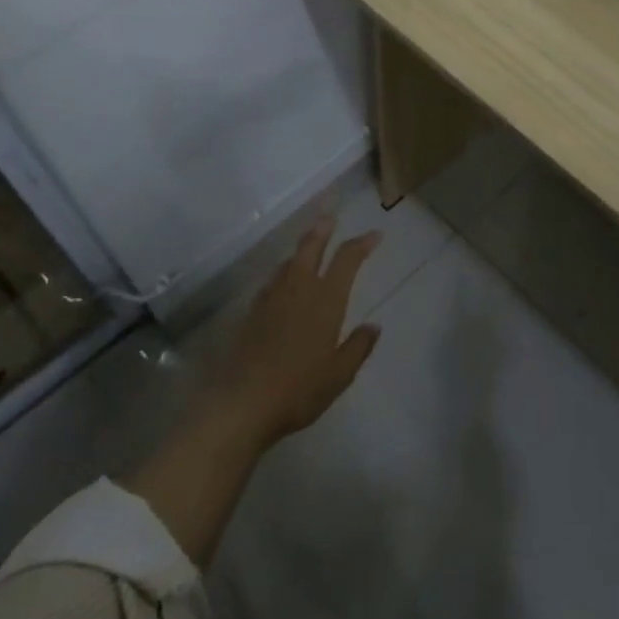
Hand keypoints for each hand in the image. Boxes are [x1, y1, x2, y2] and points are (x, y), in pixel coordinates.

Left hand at [214, 216, 382, 448]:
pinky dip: (285, 272)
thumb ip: (358, 347)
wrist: (244, 402)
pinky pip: (274, 280)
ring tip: (310, 246)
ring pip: (289, 261)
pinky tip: (284, 283)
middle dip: (323, 229)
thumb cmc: (299, 388)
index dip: (362, 243)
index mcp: (326, 299)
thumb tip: (373, 326)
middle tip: (330, 216)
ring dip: (302, 249)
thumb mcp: (340, 374)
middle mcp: (299, 288)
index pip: (347, 259)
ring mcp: (272, 297)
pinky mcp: (253, 311)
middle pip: (311, 247)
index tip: (375, 235)